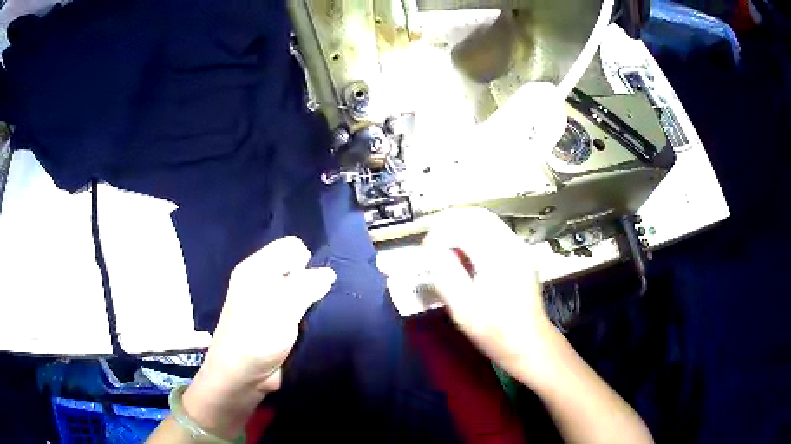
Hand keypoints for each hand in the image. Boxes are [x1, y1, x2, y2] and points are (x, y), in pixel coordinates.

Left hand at [182, 236, 335, 438]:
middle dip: (310, 282)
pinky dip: (307, 315)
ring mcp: (268, 303)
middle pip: (296, 268)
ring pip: (299, 290)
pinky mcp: (276, 322)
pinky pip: (298, 308)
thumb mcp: (282, 306)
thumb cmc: (257, 335)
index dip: (305, 263)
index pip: (291, 247)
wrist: (242, 376)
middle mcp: (261, 281)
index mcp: (256, 268)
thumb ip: (307, 285)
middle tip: (312, 304)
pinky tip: (311, 326)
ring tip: (313, 317)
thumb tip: (328, 274)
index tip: (306, 287)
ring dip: (310, 302)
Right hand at [422, 208, 554, 375]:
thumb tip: (433, 251)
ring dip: (463, 227)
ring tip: (445, 245)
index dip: (439, 233)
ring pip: (488, 222)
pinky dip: (476, 235)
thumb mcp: (464, 310)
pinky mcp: (522, 257)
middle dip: (451, 222)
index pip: (463, 227)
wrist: (531, 345)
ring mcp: (520, 249)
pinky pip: (496, 233)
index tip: (425, 250)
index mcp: (498, 257)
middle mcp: (512, 245)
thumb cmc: (497, 332)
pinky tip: (466, 255)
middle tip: (432, 241)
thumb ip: (446, 276)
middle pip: (478, 216)